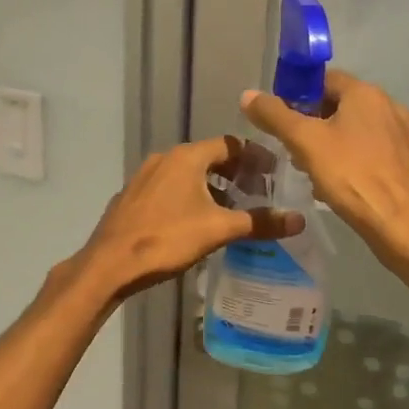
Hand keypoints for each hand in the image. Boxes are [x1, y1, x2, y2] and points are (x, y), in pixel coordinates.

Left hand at [79, 136, 304, 299]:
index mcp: (187, 157)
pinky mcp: (132, 197)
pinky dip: (189, 196)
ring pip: (187, 174)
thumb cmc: (167, 239)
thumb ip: (259, 222)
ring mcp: (144, 177)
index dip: (255, 157)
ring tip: (231, 209)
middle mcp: (165, 158)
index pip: (230, 144)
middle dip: (235, 173)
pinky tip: (195, 221)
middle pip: (209, 157)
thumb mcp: (218, 230)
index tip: (274, 174)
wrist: (109, 263)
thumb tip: (299, 220)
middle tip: (258, 192)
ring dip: (211, 187)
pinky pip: (169, 188)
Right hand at [240, 70, 408, 272]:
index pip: (325, 79)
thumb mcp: (304, 142)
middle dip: (315, 123)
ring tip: (315, 171)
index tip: (281, 119)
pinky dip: (357, 162)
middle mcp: (391, 107)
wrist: (402, 224)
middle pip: (342, 106)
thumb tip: (248, 94)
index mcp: (366, 94)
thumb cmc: (351, 176)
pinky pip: (376, 154)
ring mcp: (406, 136)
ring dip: (335, 144)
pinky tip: (344, 186)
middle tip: (294, 149)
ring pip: (359, 132)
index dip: (299, 94)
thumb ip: (274, 115)